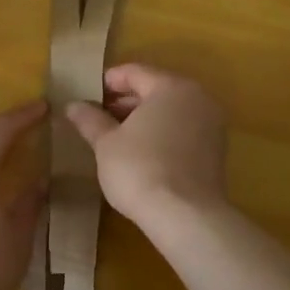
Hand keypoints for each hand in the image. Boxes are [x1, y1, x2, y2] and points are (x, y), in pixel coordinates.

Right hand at [64, 63, 227, 228]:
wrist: (186, 217)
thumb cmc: (140, 169)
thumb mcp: (106, 143)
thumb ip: (90, 120)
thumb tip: (73, 105)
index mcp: (171, 87)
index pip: (134, 72)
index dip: (108, 81)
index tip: (87, 95)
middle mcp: (197, 98)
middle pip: (155, 89)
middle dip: (125, 100)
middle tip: (98, 115)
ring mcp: (211, 124)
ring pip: (171, 110)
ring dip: (143, 118)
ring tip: (116, 135)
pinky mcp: (217, 150)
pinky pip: (183, 130)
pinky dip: (162, 133)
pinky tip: (141, 151)